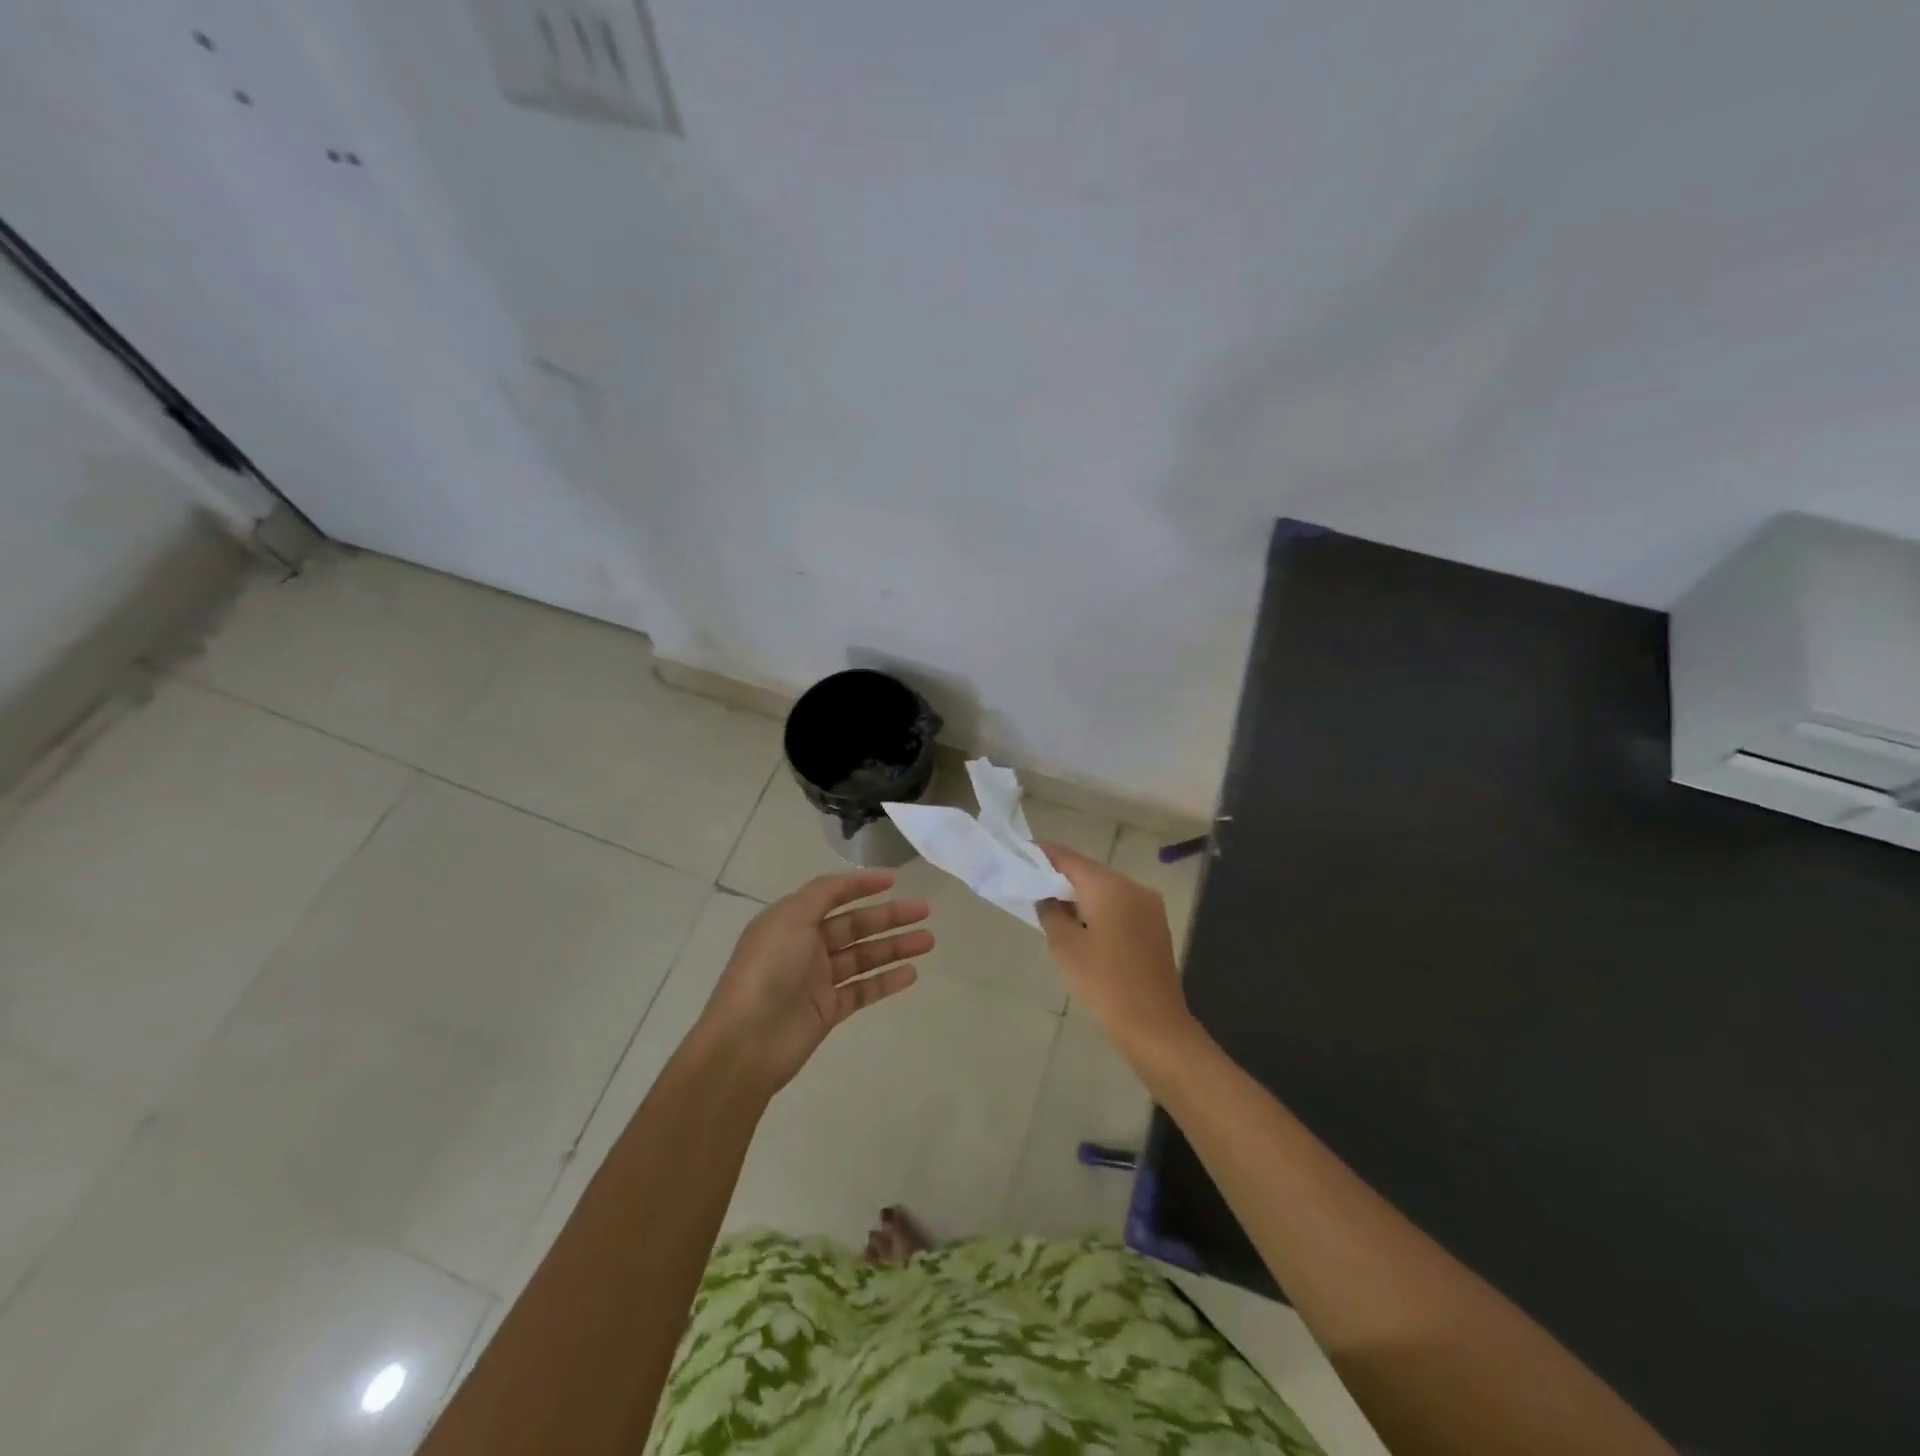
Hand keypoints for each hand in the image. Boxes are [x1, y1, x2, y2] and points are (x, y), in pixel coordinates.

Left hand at [696, 870, 930, 1094]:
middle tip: (924, 911)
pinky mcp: (828, 1011)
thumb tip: (852, 880)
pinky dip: (886, 980)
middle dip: (889, 917)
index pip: (832, 895)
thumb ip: (823, 893)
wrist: (746, 1042)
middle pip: (855, 925)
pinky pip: (863, 990)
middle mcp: (805, 946)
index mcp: (791, 921)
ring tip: (928, 941)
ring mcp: (817, 980)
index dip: (861, 885)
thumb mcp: (790, 918)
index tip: (894, 880)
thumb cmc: (767, 970)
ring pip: (864, 957)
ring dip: (895, 947)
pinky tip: (911, 973)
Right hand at [1036, 844, 1195, 1065]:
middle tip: (1031, 880)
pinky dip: (1098, 908)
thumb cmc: (1104, 983)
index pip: (1069, 859)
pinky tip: (1080, 924)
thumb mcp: (1065, 947)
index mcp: (1110, 886)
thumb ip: (1051, 912)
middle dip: (1061, 875)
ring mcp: (1148, 907)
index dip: (1044, 854)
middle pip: (1090, 871)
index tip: (1021, 851)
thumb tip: (1048, 897)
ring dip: (1080, 894)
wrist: (1154, 1026)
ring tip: (1051, 903)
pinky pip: (1119, 906)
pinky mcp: (1154, 927)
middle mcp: (1133, 887)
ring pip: (1106, 889)